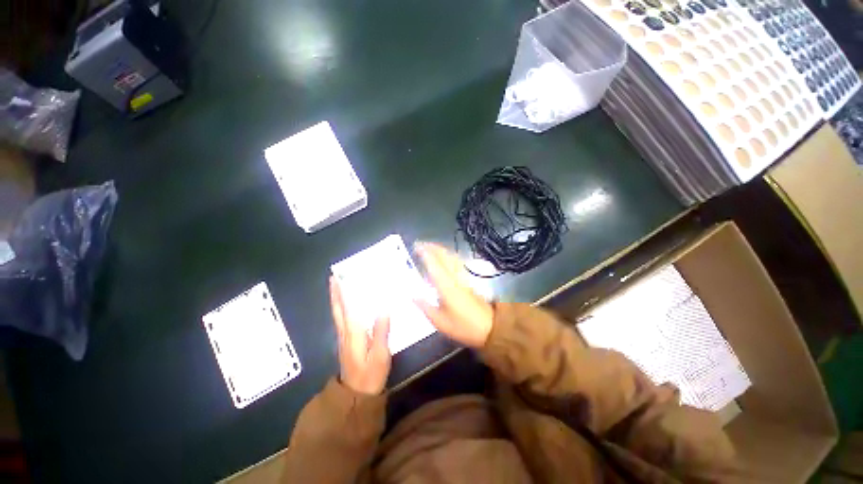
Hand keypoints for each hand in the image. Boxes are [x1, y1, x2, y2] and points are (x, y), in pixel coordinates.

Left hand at [329, 277, 390, 394]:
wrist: (356, 395)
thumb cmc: (370, 375)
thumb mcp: (380, 355)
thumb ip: (381, 332)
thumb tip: (384, 309)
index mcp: (354, 333)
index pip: (347, 308)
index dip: (343, 293)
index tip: (340, 278)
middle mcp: (345, 332)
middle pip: (338, 309)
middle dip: (335, 292)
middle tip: (334, 277)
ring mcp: (344, 337)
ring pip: (338, 313)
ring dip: (337, 298)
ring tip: (338, 285)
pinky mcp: (346, 341)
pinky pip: (342, 319)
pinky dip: (341, 307)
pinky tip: (346, 304)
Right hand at [414, 242, 493, 347]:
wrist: (490, 328)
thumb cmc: (463, 326)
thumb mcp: (440, 322)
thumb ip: (425, 307)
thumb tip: (412, 295)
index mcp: (447, 287)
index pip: (435, 265)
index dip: (425, 254)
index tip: (416, 246)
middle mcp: (455, 278)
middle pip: (445, 256)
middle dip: (432, 247)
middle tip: (420, 244)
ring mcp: (463, 278)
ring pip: (452, 257)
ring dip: (440, 249)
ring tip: (430, 247)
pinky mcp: (468, 280)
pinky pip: (456, 262)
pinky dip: (448, 255)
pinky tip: (445, 257)